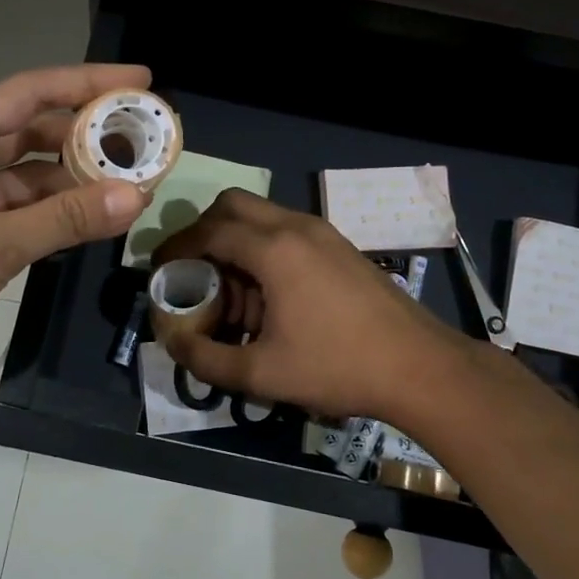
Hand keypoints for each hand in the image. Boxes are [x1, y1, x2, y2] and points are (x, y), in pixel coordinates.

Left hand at [0, 65, 152, 398]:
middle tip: (144, 140)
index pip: (28, 95)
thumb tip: (135, 196)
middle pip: (34, 133)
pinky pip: (25, 215)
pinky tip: (95, 220)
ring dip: (76, 179)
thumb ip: (62, 221)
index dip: (84, 83)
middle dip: (87, 134)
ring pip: (32, 178)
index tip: (138, 82)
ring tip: (132, 182)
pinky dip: (58, 216)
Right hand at [152, 190, 472, 426]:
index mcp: (273, 249)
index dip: (176, 248)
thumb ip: (206, 358)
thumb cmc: (337, 366)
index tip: (158, 270)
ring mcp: (323, 233)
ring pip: (263, 216)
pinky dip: (264, 248)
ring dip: (236, 241)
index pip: (208, 231)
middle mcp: (296, 226)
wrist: (419, 367)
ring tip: (230, 291)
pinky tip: (269, 296)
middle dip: (203, 231)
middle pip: (233, 205)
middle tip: (191, 270)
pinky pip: (288, 231)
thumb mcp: (262, 373)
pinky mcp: (341, 246)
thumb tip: (171, 341)